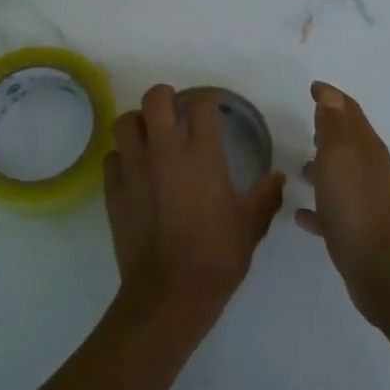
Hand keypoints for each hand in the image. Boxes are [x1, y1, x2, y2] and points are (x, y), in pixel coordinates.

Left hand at [104, 84, 285, 318]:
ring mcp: (134, 168)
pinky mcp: (113, 189)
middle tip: (175, 111)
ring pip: (126, 122)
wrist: (169, 292)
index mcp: (202, 154)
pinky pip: (113, 157)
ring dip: (139, 123)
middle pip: (155, 99)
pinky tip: (135, 171)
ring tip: (150, 136)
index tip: (212, 107)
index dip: (208, 99)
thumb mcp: (251, 224)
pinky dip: (123, 157)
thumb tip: (277, 176)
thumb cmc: (217, 255)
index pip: (201, 104)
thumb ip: (265, 195)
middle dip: (165, 97)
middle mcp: (164, 151)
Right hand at [296, 81, 389, 315]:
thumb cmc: (355, 206)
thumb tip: (331, 94)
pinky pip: (336, 212)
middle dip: (330, 132)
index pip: (350, 113)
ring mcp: (370, 204)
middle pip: (350, 144)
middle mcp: (373, 172)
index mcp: (368, 150)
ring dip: (324, 169)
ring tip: (300, 170)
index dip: (332, 98)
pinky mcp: (362, 233)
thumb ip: (334, 125)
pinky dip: (320, 207)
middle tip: (308, 127)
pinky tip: (301, 215)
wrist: (382, 271)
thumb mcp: (340, 157)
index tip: (313, 88)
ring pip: (344, 177)